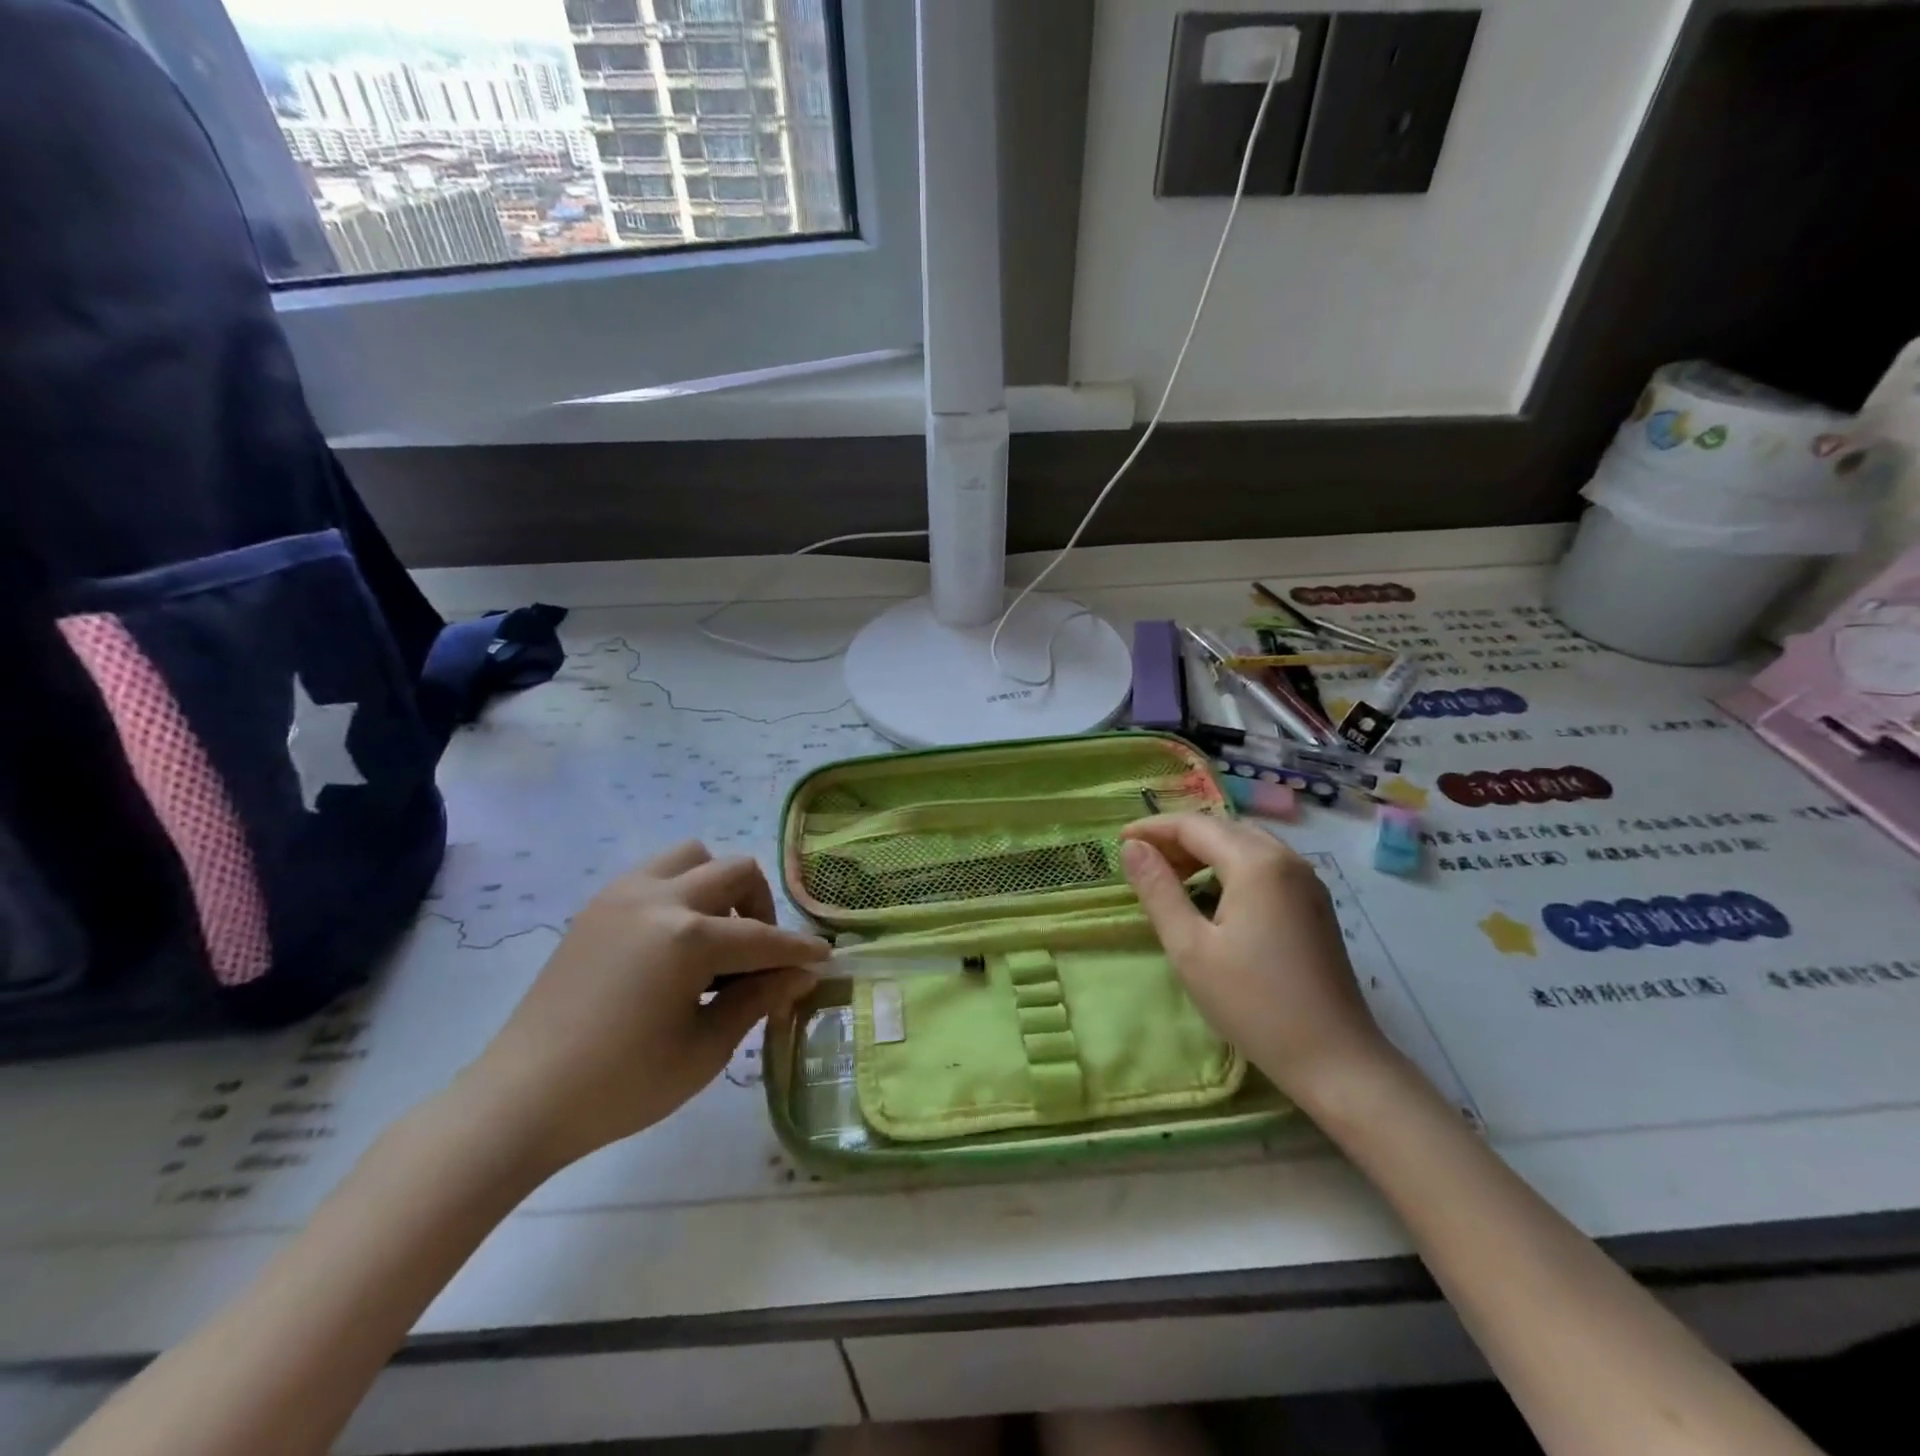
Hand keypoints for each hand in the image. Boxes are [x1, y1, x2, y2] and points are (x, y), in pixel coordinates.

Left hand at [462, 842, 829, 1173]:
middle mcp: (659, 899)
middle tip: (759, 955)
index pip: (762, 938)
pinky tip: (676, 942)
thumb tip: (802, 973)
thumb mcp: (704, 1049)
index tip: (824, 958)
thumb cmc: (621, 1086)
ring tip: (715, 937)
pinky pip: (656, 873)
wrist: (520, 1101)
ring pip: (693, 856)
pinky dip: (682, 891)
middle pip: (734, 872)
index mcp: (687, 937)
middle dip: (761, 908)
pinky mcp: (597, 906)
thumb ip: (758, 999)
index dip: (799, 951)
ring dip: (718, 886)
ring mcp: (622, 895)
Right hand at [1120, 814, 1395, 1103]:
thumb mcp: (1189, 948)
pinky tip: (1212, 895)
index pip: (1194, 825)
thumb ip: (1158, 890)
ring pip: (1245, 843)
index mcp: (1256, 863)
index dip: (1152, 828)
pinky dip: (1230, 865)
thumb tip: (1131, 848)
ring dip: (1204, 850)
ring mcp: (1307, 880)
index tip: (1118, 842)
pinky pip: (1264, 864)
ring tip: (1170, 876)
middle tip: (1141, 861)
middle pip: (1222, 828)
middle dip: (1177, 837)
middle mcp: (1286, 858)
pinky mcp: (1315, 902)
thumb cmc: (1253, 1003)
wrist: (1335, 1058)